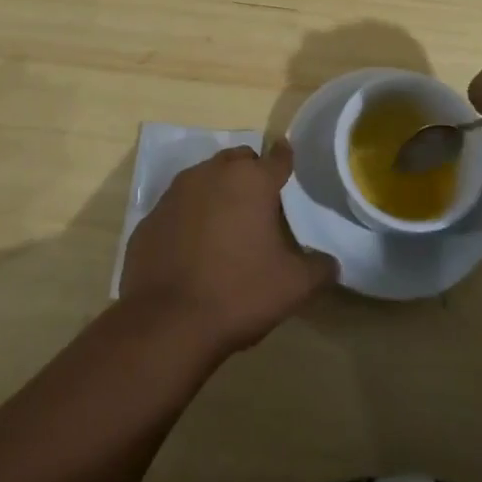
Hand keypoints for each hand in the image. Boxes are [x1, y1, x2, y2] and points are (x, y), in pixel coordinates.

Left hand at [120, 143, 335, 358]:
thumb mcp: (293, 287)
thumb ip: (318, 268)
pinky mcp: (150, 217)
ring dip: (217, 192)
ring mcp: (176, 193)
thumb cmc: (238, 293)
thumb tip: (331, 263)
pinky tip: (192, 248)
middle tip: (259, 204)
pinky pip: (177, 207)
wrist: (166, 323)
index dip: (286, 160)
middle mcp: (213, 174)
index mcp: (252, 180)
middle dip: (250, 174)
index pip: (278, 157)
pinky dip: (188, 218)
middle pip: (238, 160)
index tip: (288, 163)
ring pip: (204, 178)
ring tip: (225, 225)